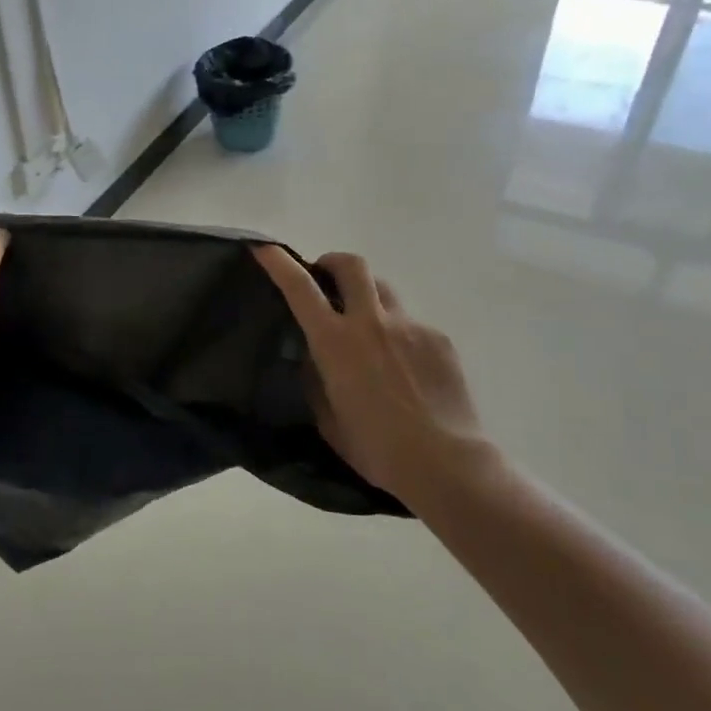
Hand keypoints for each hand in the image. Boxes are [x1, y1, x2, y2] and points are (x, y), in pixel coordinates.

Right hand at [254, 246, 500, 505]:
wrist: (445, 463)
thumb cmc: (376, 448)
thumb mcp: (328, 418)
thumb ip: (316, 379)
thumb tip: (313, 356)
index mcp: (335, 342)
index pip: (300, 288)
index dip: (279, 262)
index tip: (264, 248)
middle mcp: (372, 322)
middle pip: (351, 265)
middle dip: (333, 262)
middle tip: (326, 277)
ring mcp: (410, 326)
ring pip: (384, 289)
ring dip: (367, 296)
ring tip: (368, 329)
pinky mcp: (438, 338)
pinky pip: (412, 324)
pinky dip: (399, 335)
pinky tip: (405, 369)